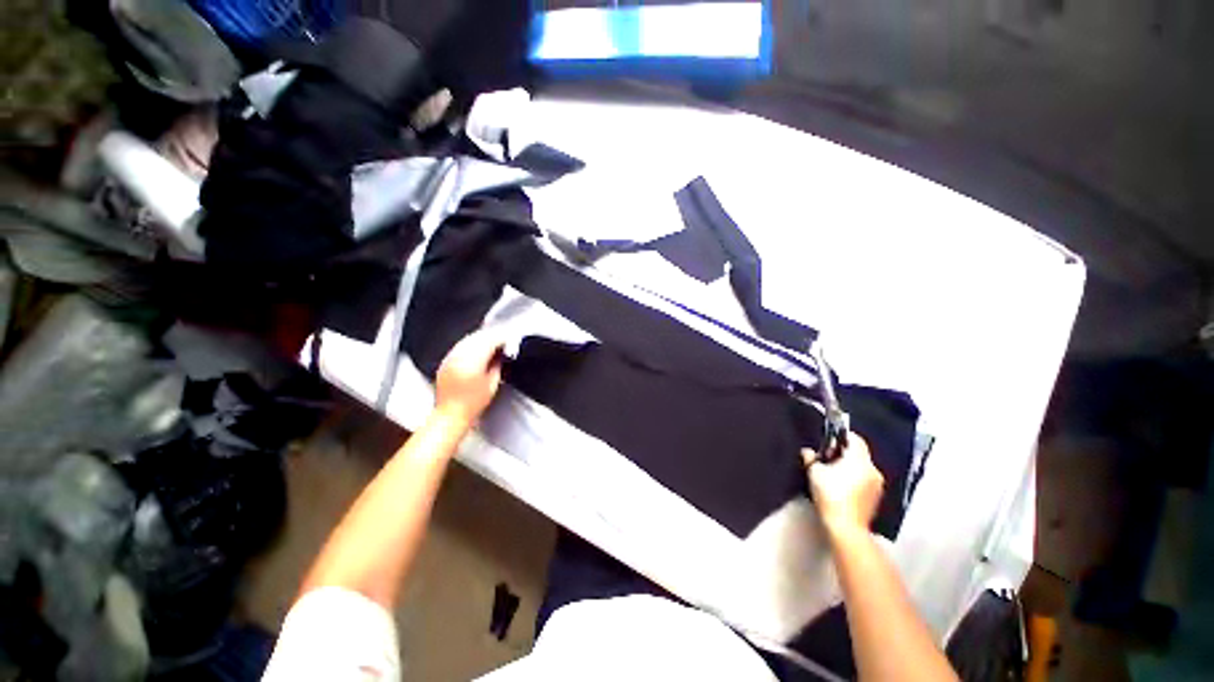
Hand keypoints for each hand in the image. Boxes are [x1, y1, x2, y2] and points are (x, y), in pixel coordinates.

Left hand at [434, 329, 504, 427]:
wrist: (450, 415)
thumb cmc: (471, 405)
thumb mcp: (492, 384)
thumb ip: (497, 366)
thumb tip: (501, 355)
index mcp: (473, 363)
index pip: (489, 342)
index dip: (501, 339)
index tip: (508, 339)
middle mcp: (459, 358)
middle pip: (478, 337)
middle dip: (491, 336)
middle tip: (501, 339)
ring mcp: (450, 359)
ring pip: (467, 339)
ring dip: (480, 338)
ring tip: (490, 341)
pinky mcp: (445, 362)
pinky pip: (459, 346)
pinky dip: (469, 344)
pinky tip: (476, 348)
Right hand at [803, 434, 883, 538]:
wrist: (846, 527)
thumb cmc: (830, 496)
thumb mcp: (814, 473)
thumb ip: (811, 458)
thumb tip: (808, 451)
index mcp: (859, 460)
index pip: (855, 439)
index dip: (842, 436)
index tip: (829, 441)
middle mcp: (873, 469)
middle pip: (858, 454)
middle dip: (843, 453)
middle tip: (827, 458)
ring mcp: (877, 485)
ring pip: (862, 468)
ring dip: (849, 467)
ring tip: (833, 474)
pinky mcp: (877, 498)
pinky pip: (865, 480)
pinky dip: (855, 479)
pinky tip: (842, 488)